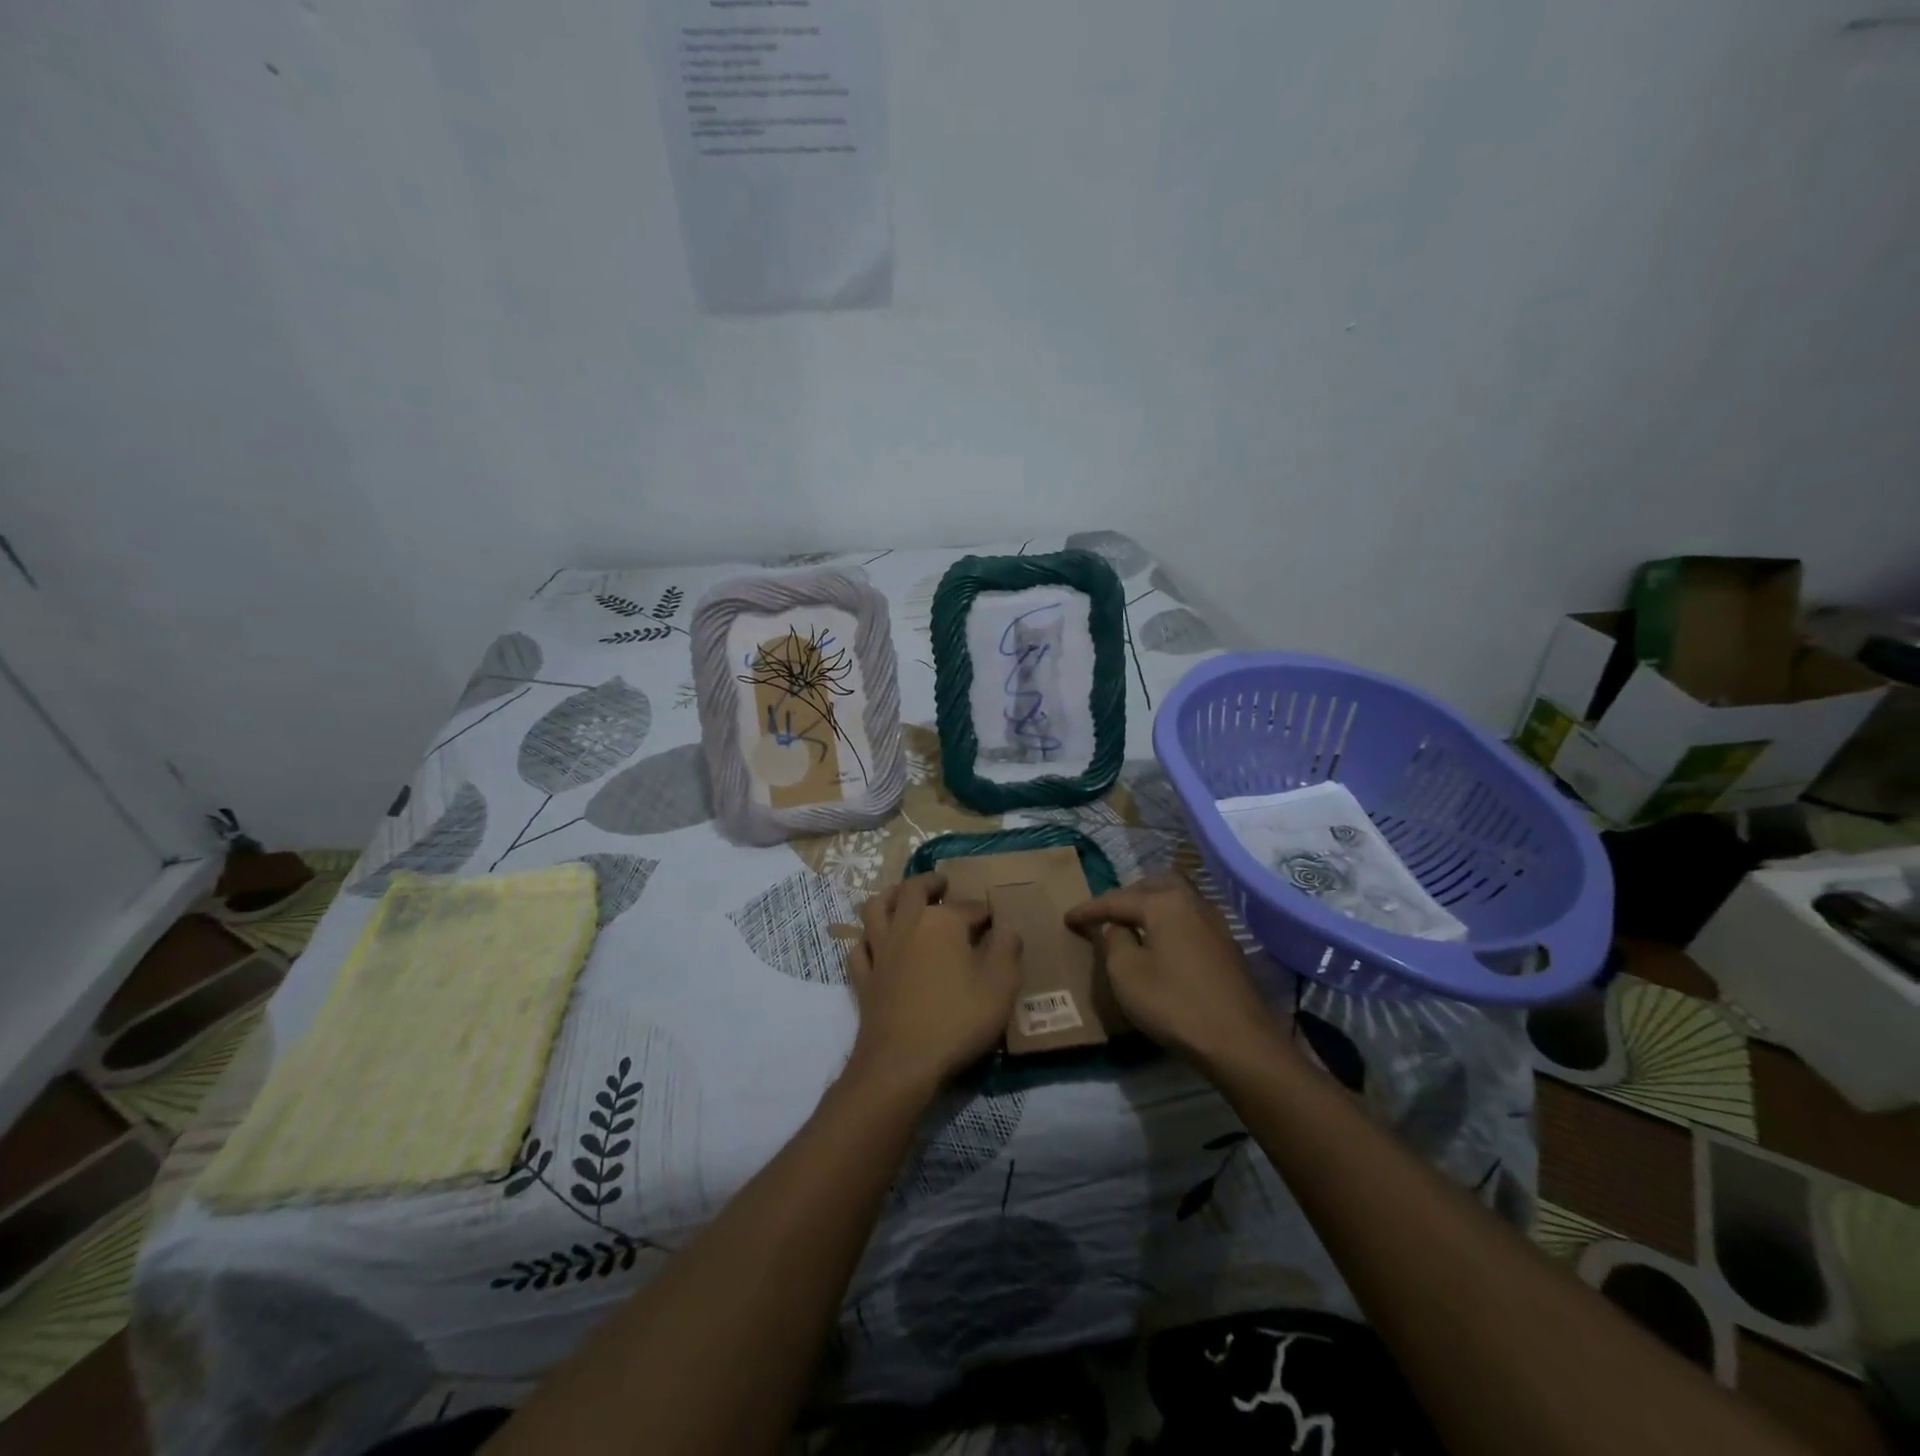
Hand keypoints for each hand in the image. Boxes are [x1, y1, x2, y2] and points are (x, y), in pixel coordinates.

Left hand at [845, 872, 1022, 1093]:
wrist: (902, 1062)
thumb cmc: (957, 1020)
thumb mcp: (1001, 986)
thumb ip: (1007, 950)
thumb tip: (1006, 928)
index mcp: (942, 922)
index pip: (968, 907)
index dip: (983, 912)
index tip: (993, 920)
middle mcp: (907, 925)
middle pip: (913, 890)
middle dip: (930, 883)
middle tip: (941, 884)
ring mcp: (880, 950)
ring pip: (877, 908)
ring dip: (891, 896)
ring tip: (902, 895)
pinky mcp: (863, 977)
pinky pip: (860, 946)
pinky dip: (868, 938)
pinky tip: (876, 942)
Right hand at [1065, 875, 1284, 1069]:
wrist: (1240, 1043)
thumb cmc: (1174, 1004)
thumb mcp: (1126, 974)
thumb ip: (1114, 941)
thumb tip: (1117, 927)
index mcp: (1164, 903)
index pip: (1116, 899)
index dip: (1089, 910)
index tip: (1067, 919)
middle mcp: (1192, 902)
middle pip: (1152, 886)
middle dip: (1125, 896)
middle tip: (1104, 915)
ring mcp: (1215, 923)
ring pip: (1176, 898)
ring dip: (1151, 905)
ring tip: (1132, 924)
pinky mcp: (1227, 946)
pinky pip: (1189, 918)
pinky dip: (1169, 921)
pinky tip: (1163, 942)